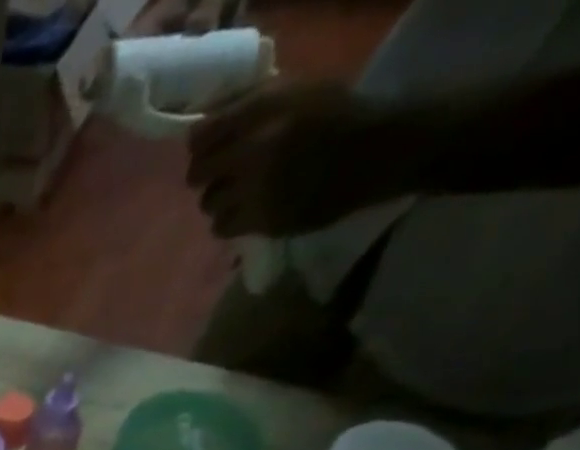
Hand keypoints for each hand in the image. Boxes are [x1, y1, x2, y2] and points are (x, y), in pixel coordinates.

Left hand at [187, 82, 410, 237]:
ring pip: (208, 204)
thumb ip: (252, 108)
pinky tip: (250, 211)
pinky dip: (232, 221)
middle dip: (206, 175)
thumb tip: (205, 129)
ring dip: (220, 201)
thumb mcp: (299, 93)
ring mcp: (257, 189)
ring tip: (242, 193)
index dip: (200, 146)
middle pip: (197, 174)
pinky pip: (223, 227)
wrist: (381, 150)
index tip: (209, 150)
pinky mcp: (263, 220)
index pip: (200, 136)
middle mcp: (255, 149)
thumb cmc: (339, 117)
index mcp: (265, 109)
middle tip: (222, 176)